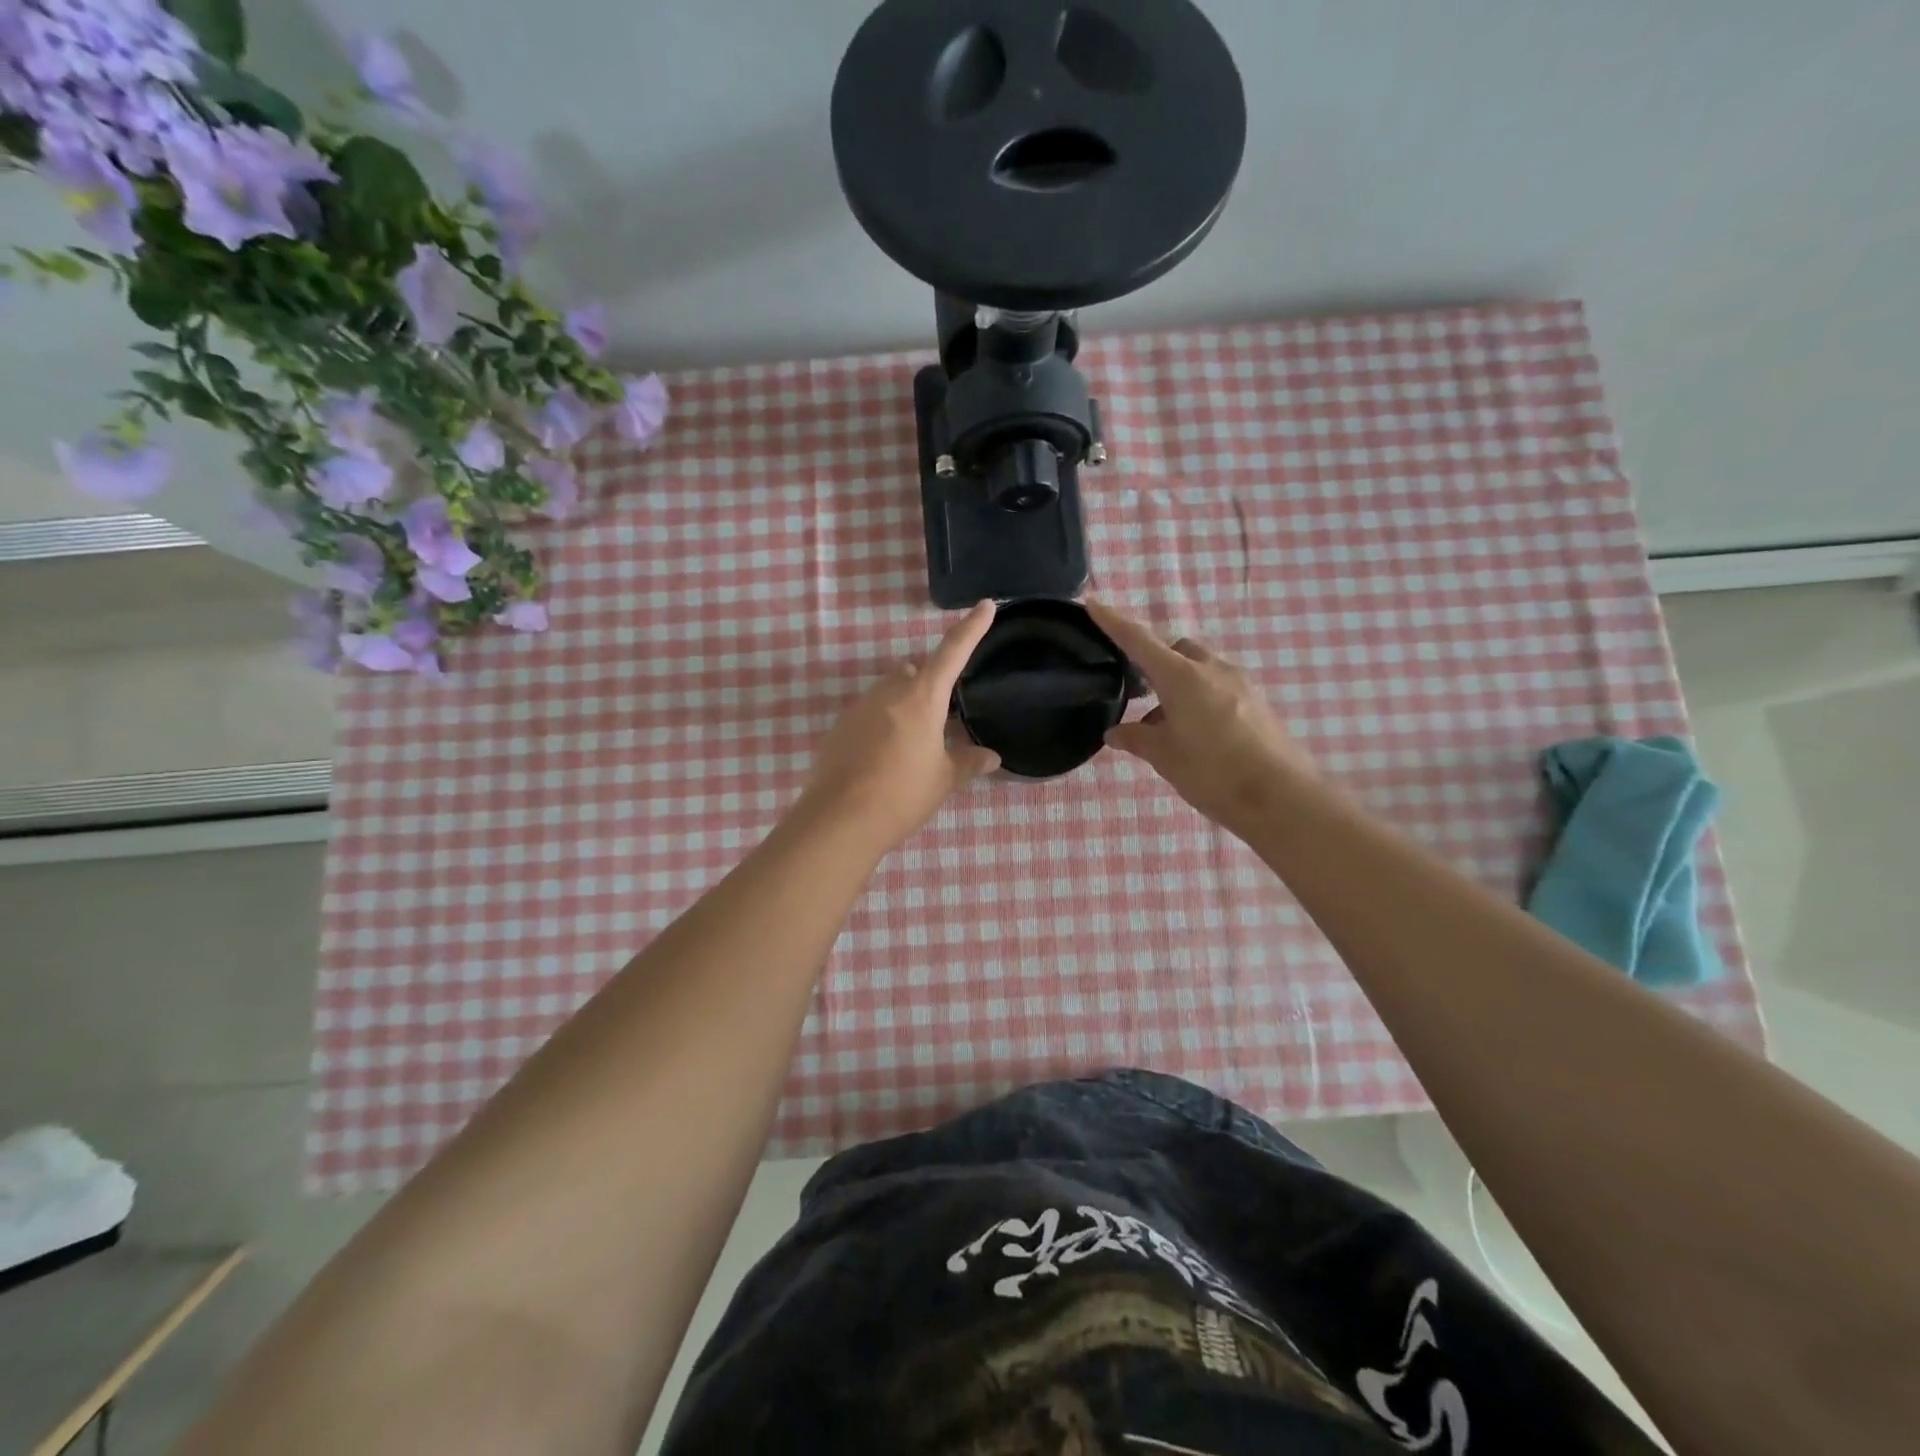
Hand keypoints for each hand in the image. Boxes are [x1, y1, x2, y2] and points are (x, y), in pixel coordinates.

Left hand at [798, 601, 1001, 852]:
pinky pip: (869, 713)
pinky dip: (884, 723)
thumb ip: (968, 762)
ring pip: (890, 690)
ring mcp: (860, 707)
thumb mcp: (943, 779)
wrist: (839, 819)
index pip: (952, 652)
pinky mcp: (840, 727)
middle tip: (945, 714)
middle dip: (931, 682)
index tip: (985, 605)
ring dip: (906, 703)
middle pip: (915, 670)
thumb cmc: (902, 794)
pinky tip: (887, 756)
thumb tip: (991, 757)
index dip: (971, 628)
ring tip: (916, 741)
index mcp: (922, 697)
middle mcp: (889, 692)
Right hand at [1086, 600, 1316, 839]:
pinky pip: (1219, 687)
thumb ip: (1136, 738)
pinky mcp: (1257, 702)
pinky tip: (1195, 732)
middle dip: (1154, 659)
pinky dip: (1199, 697)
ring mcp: (1240, 683)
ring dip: (1178, 683)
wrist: (1281, 798)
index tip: (1093, 604)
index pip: (1139, 640)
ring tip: (1165, 722)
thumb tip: (1115, 732)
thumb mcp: (1164, 756)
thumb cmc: (1212, 772)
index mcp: (1182, 676)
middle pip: (1176, 649)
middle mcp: (1212, 669)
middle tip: (1137, 688)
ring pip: (1199, 668)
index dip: (1113, 622)